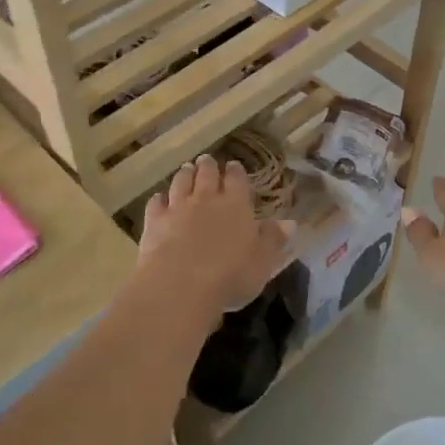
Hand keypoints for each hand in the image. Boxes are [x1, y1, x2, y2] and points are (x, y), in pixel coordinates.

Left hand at [136, 155, 294, 318]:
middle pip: (206, 174)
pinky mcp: (154, 221)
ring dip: (184, 174)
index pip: (236, 180)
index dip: (236, 172)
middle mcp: (206, 198)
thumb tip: (290, 223)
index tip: (234, 166)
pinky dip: (159, 198)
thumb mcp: (262, 261)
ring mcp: (178, 207)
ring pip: (181, 182)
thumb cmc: (230, 273)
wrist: (181, 284)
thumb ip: (274, 239)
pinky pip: (156, 203)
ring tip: (186, 169)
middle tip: (207, 160)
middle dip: (208, 166)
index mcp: (236, 204)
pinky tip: (159, 198)